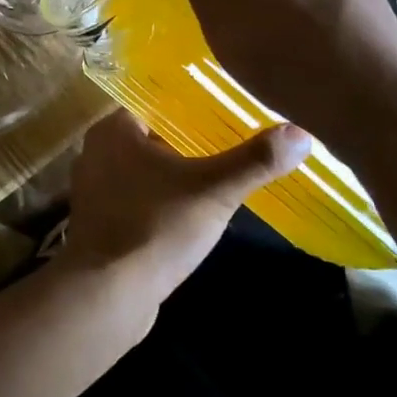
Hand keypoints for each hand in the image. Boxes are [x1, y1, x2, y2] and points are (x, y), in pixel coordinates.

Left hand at [61, 110, 307, 301]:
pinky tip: (193, 213)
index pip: (157, 101)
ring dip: (178, 174)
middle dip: (192, 141)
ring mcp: (96, 188)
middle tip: (237, 141)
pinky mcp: (101, 221)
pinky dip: (163, 200)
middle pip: (154, 135)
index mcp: (113, 129)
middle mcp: (97, 150)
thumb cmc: (154, 228)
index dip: (194, 104)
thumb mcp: (212, 191)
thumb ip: (254, 161)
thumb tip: (301, 133)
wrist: (106, 295)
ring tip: (222, 175)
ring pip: (146, 169)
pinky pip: (139, 197)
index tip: (231, 109)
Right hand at [150, 0, 396, 168]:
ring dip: (260, 10)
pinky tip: (295, 60)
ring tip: (264, 52)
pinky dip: (291, 29)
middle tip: (233, 32)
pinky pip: (307, 8)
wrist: (380, 115)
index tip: (211, 8)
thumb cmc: (289, 51)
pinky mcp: (366, 12)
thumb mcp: (220, 1)